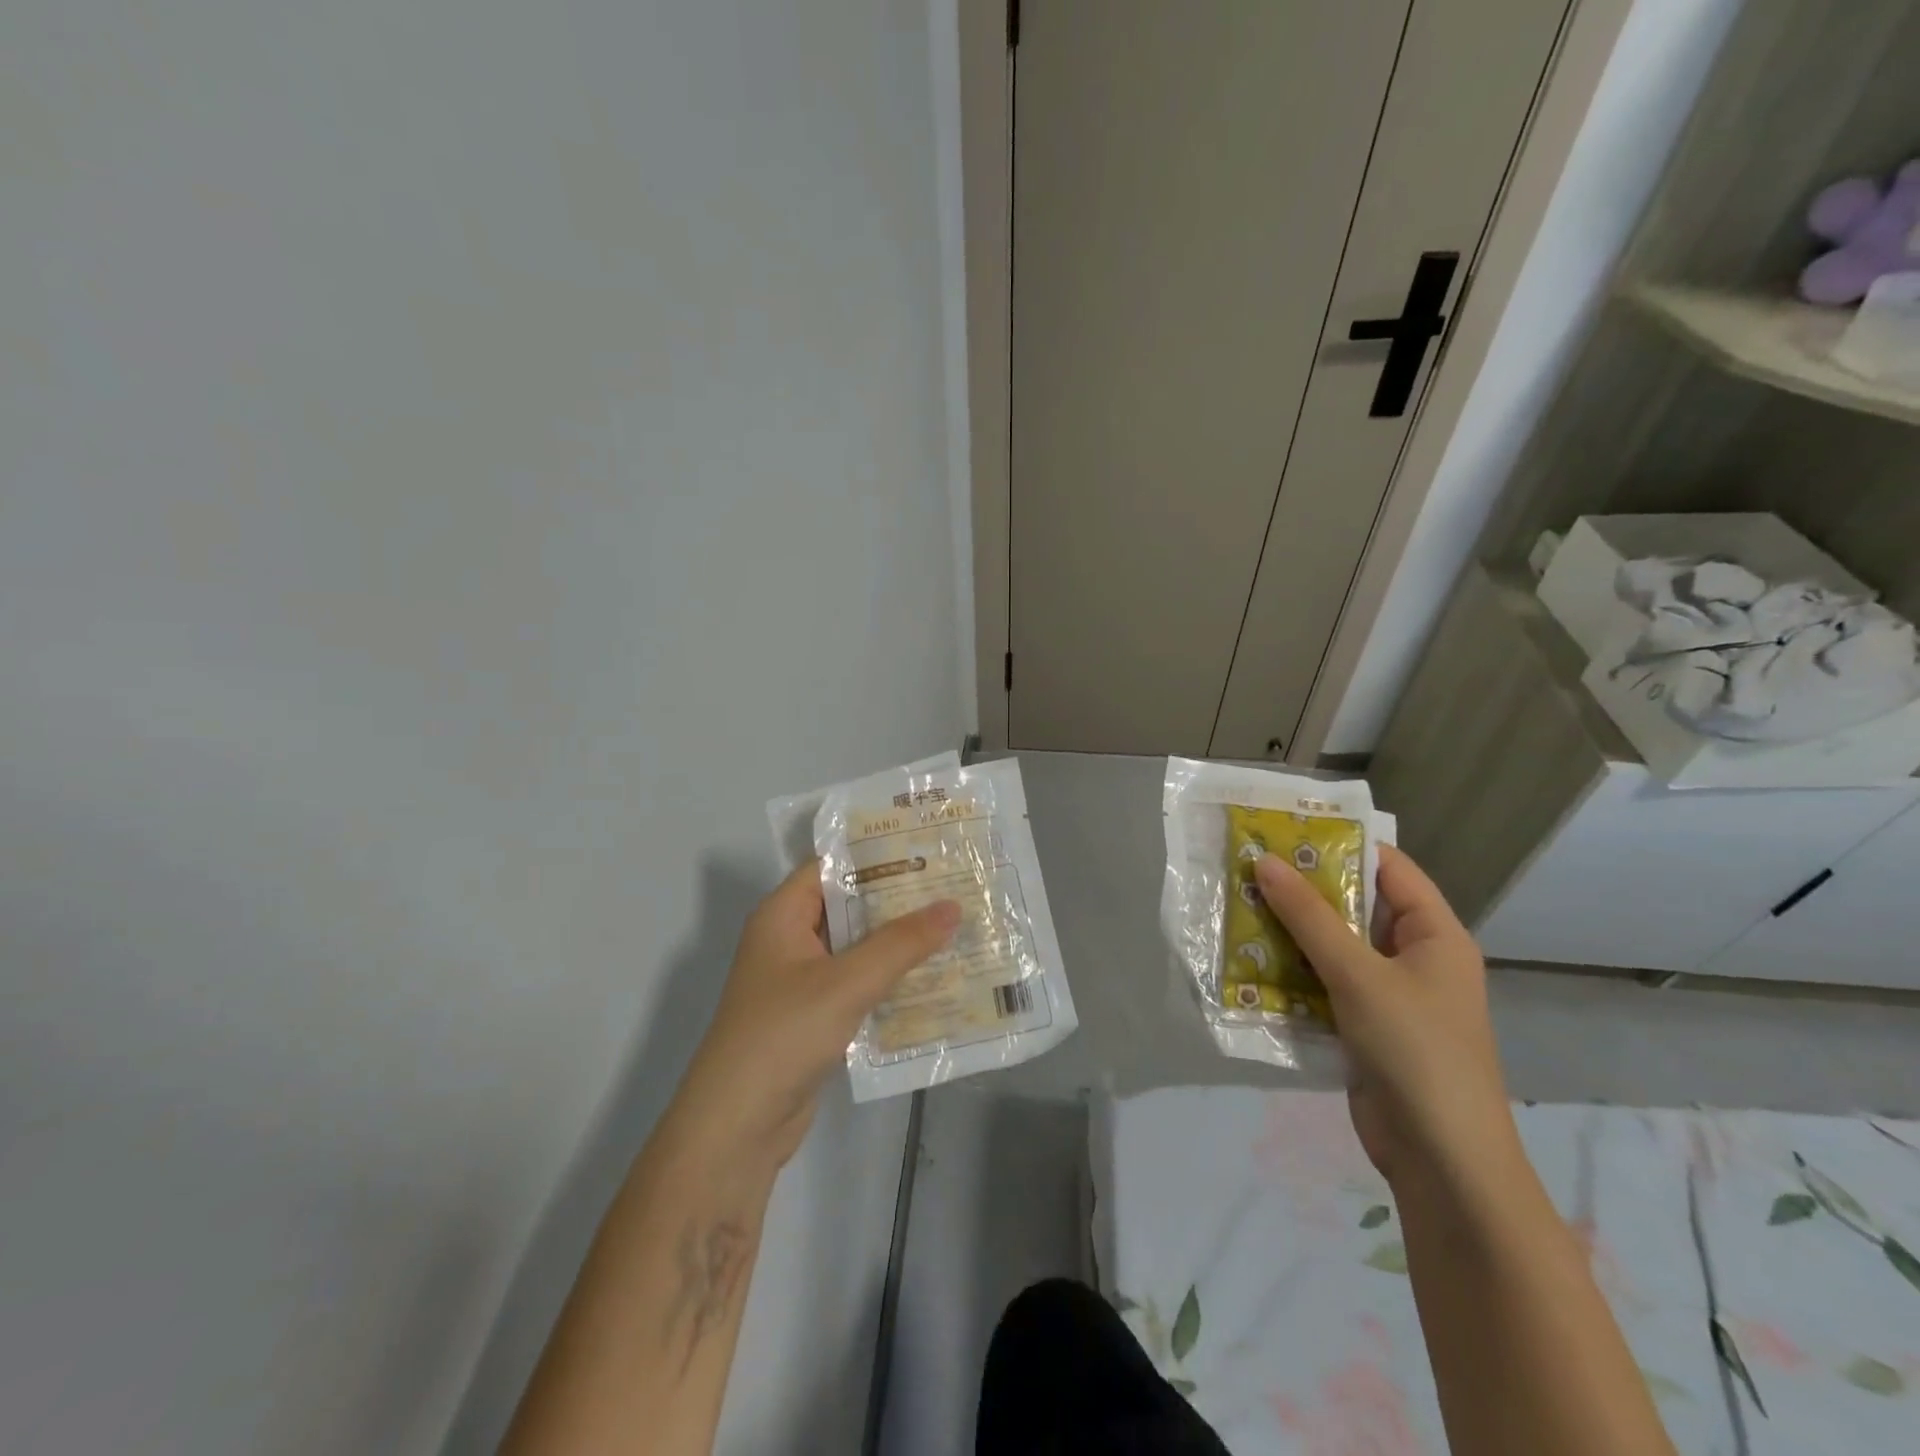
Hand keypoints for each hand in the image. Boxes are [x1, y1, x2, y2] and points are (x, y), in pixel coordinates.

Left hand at [663, 860, 959, 1172]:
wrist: (737, 1128)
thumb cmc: (784, 1035)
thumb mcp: (846, 983)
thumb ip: (901, 943)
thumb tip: (952, 906)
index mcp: (782, 915)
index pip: (831, 866)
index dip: (876, 855)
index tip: (927, 849)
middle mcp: (789, 940)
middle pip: (848, 906)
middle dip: (897, 899)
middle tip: (953, 886)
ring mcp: (801, 981)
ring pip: (856, 947)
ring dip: (898, 942)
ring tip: (954, 926)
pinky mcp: (814, 1017)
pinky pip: (857, 984)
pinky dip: (888, 979)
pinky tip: (933, 978)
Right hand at [1254, 845, 1516, 1190]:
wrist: (1441, 1159)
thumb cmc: (1414, 1050)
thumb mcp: (1358, 974)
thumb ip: (1309, 917)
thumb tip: (1265, 862)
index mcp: (1434, 934)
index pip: (1388, 867)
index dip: (1340, 844)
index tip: (1284, 830)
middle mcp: (1414, 957)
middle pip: (1355, 906)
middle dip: (1302, 889)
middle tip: (1247, 866)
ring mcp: (1388, 994)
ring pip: (1333, 946)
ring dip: (1290, 931)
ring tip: (1237, 905)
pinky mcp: (1363, 1025)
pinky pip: (1323, 983)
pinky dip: (1291, 971)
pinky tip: (1248, 959)